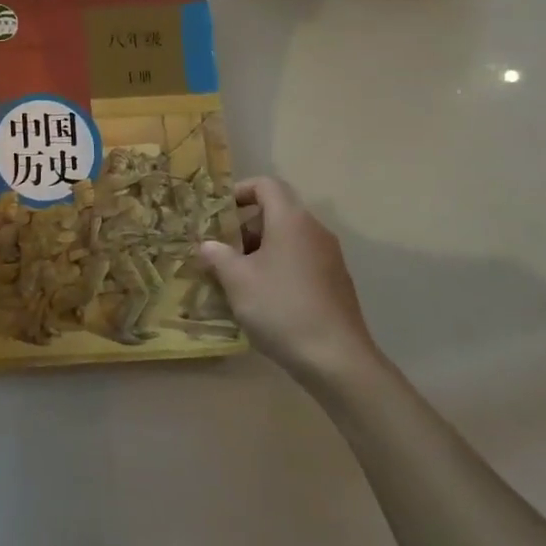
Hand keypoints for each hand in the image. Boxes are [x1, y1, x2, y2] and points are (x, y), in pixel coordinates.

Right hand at [198, 177, 375, 384]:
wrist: (338, 360)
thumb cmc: (281, 308)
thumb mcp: (237, 281)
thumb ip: (217, 256)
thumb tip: (207, 246)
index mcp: (291, 220)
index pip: (266, 185)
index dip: (240, 191)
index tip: (219, 213)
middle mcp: (314, 231)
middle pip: (277, 212)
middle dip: (245, 227)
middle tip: (222, 251)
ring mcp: (330, 258)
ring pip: (289, 239)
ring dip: (261, 250)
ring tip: (238, 278)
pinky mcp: (336, 283)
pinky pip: (301, 261)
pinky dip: (280, 268)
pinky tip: (265, 299)